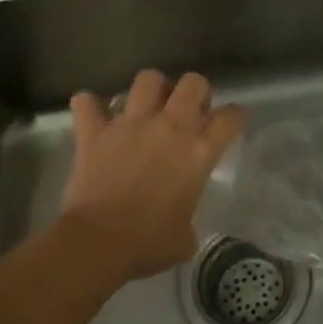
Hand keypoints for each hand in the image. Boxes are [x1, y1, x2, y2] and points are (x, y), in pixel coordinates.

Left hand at [58, 69, 244, 285]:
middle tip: (189, 110)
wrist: (98, 243)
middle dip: (196, 91)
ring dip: (151, 89)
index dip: (235, 116)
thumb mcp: (184, 238)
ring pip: (147, 79)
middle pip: (193, 84)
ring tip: (148, 105)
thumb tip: (180, 227)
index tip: (232, 119)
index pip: (229, 119)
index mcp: (198, 153)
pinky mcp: (94, 132)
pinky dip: (89, 106)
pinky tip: (93, 115)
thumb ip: (187, 221)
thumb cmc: (148, 244)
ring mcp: (130, 125)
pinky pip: (87, 103)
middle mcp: (169, 128)